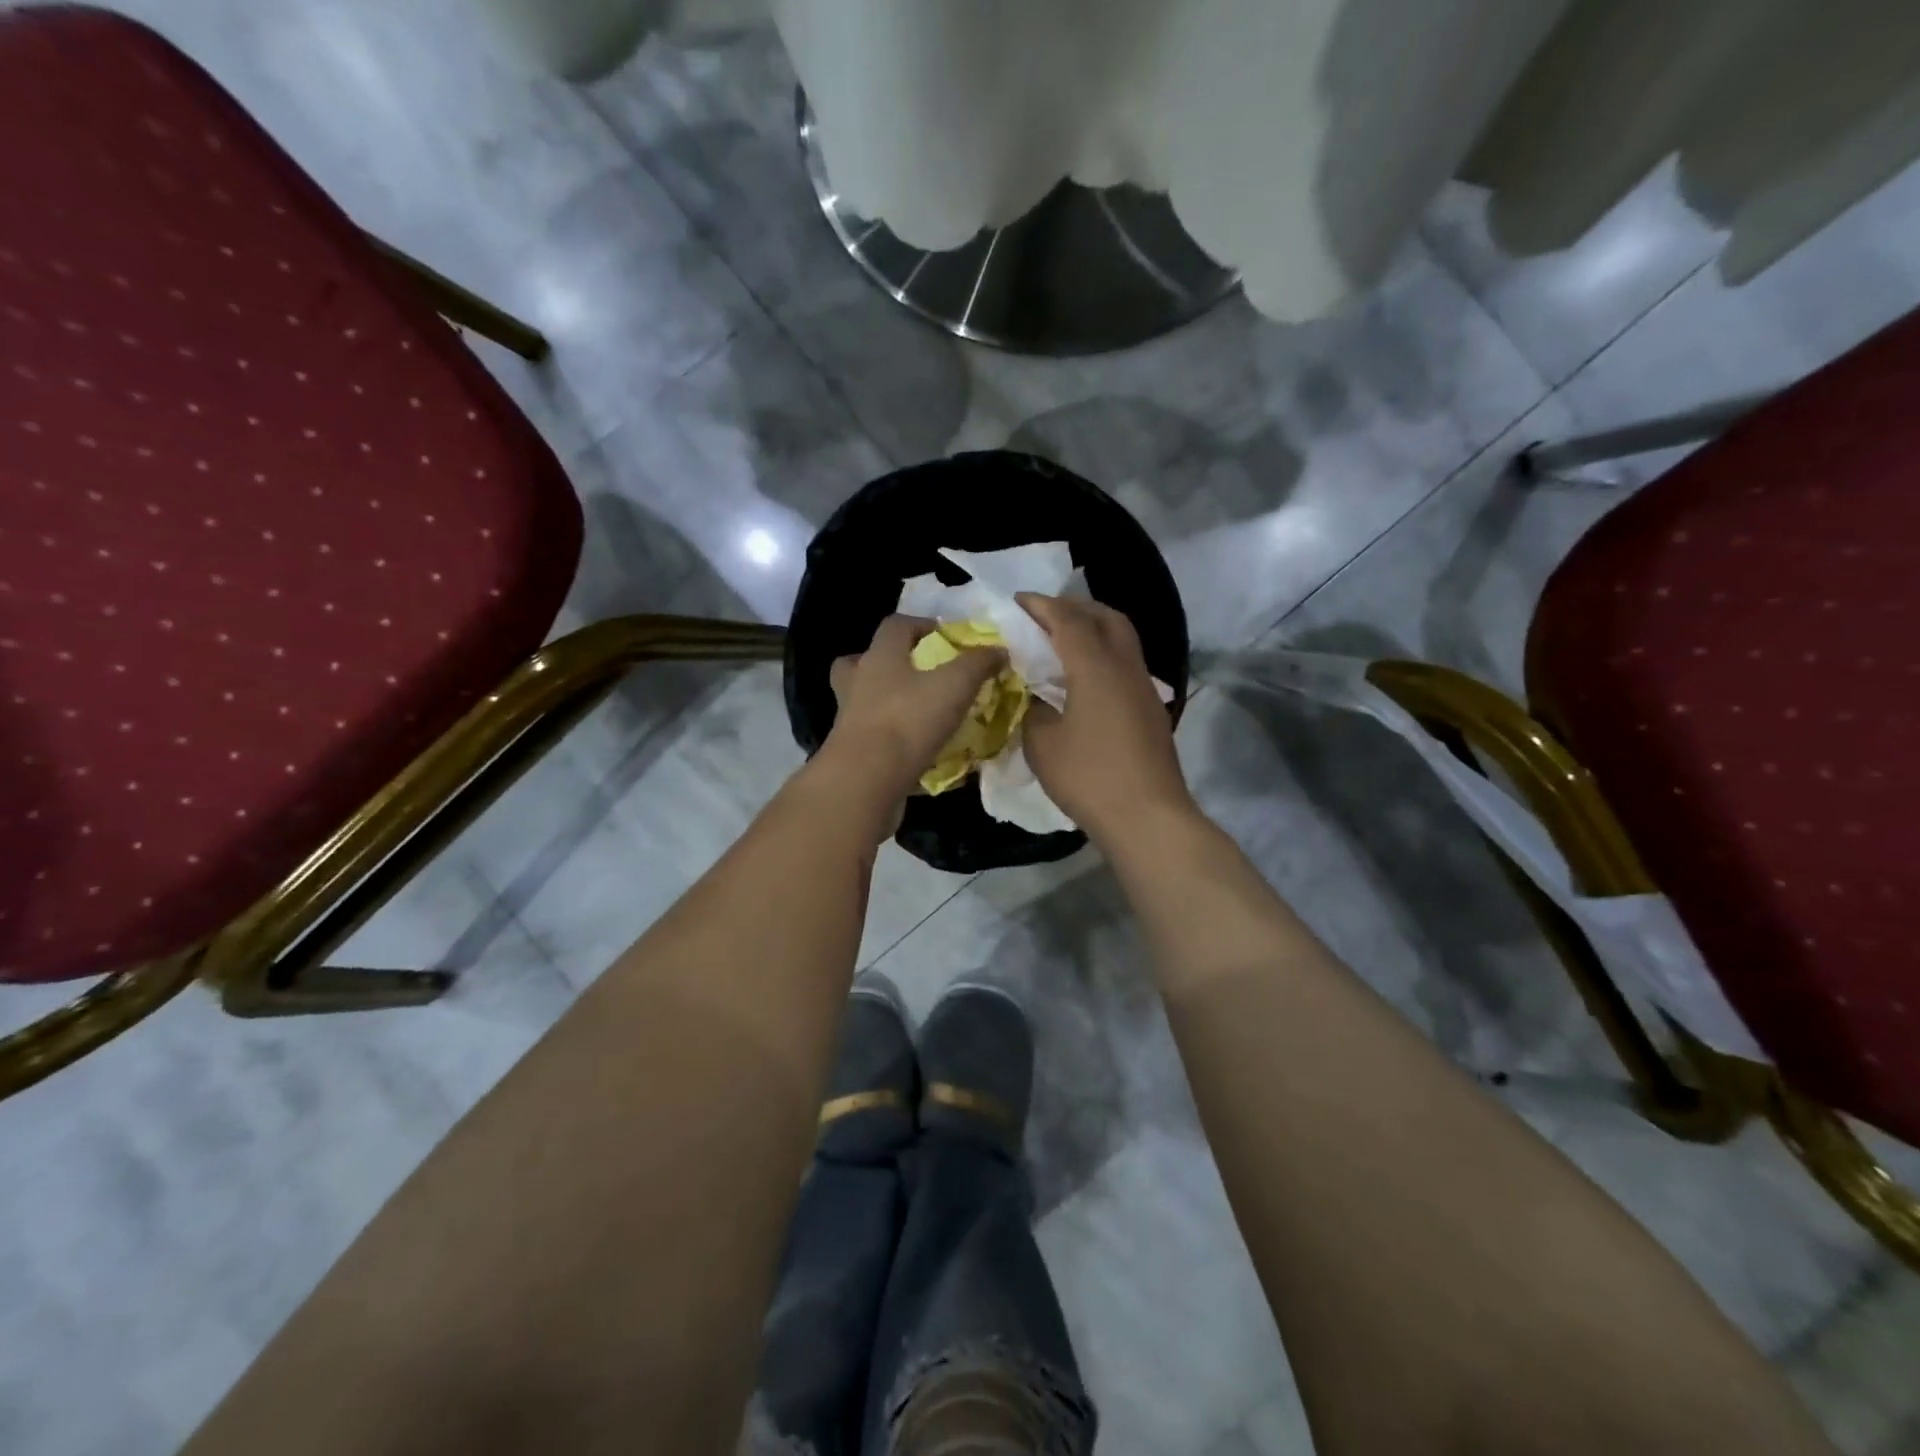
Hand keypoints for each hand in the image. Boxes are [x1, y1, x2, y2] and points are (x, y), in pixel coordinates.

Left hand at [824, 615, 1005, 801]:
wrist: (865, 781)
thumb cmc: (907, 722)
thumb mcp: (955, 686)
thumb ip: (978, 664)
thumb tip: (998, 649)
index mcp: (880, 657)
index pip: (895, 625)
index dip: (922, 624)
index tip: (947, 636)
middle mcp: (858, 682)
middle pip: (867, 660)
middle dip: (893, 663)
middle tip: (922, 674)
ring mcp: (850, 718)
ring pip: (866, 700)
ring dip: (891, 703)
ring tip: (923, 715)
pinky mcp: (852, 752)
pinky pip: (874, 737)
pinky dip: (894, 740)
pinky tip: (920, 751)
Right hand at [1017, 594, 1194, 844]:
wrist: (1147, 816)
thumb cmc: (1089, 777)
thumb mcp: (1042, 744)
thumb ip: (1032, 709)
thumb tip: (1033, 695)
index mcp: (1095, 667)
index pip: (1068, 620)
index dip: (1041, 606)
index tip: (1018, 600)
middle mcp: (1125, 666)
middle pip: (1105, 617)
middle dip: (1074, 607)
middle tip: (1044, 615)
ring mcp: (1144, 687)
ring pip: (1122, 638)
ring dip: (1093, 628)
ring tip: (1062, 641)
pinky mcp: (1151, 709)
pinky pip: (1126, 663)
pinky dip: (1103, 654)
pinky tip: (1084, 677)